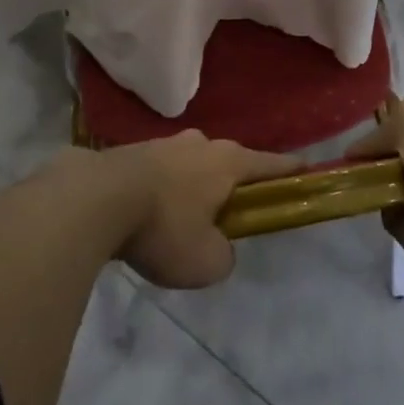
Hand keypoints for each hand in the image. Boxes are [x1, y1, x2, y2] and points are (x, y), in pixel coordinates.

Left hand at [103, 132, 295, 289]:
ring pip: (191, 165)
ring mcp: (164, 143)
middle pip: (229, 162)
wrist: (95, 198)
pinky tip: (149, 215)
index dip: (291, 170)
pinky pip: (160, 172)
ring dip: (193, 188)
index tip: (308, 169)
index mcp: (227, 161)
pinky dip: (163, 191)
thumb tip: (218, 246)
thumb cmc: (163, 227)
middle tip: (230, 214)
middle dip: (233, 184)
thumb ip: (224, 255)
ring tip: (183, 221)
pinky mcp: (133, 151)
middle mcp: (200, 143)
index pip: (270, 164)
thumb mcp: (205, 261)